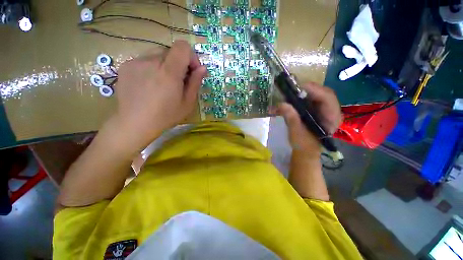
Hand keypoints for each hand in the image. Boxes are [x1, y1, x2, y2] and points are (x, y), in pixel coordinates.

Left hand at [112, 41, 206, 150]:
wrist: (135, 123)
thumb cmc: (166, 116)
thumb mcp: (187, 103)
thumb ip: (195, 83)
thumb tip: (202, 68)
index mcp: (168, 73)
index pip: (182, 47)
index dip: (191, 57)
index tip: (192, 71)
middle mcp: (150, 62)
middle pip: (171, 51)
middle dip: (179, 63)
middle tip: (179, 81)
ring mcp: (135, 62)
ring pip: (158, 54)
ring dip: (166, 65)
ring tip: (164, 84)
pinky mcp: (126, 65)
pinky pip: (145, 60)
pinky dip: (153, 68)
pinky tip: (151, 84)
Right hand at [276, 82, 341, 155]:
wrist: (305, 149)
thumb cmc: (304, 144)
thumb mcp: (296, 132)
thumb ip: (291, 118)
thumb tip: (281, 104)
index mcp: (332, 118)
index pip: (328, 98)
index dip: (314, 90)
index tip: (298, 88)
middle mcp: (332, 110)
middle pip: (322, 92)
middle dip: (307, 90)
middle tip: (292, 90)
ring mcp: (325, 109)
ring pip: (316, 94)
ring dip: (303, 93)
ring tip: (290, 94)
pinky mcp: (317, 109)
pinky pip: (311, 98)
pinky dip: (301, 97)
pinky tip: (292, 99)